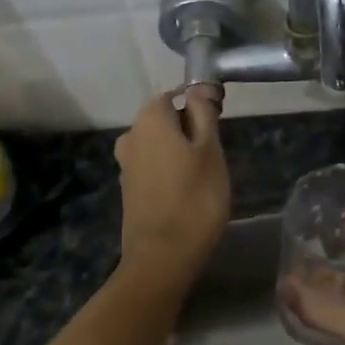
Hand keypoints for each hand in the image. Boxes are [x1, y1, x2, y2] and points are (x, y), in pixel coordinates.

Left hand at [114, 89, 228, 281]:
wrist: (162, 257)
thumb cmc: (195, 197)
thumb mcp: (210, 149)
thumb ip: (204, 113)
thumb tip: (198, 88)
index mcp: (150, 119)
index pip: (176, 95)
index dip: (199, 106)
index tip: (218, 127)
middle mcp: (131, 135)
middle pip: (165, 120)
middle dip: (190, 131)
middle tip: (214, 156)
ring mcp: (126, 164)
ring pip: (160, 145)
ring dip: (180, 153)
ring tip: (204, 177)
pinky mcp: (128, 189)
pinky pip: (153, 167)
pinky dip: (169, 172)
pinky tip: (186, 193)